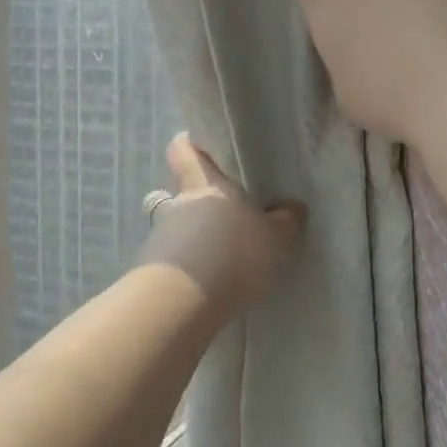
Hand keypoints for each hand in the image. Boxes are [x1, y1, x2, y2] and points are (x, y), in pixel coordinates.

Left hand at [140, 134, 304, 314]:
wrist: (182, 301)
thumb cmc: (233, 253)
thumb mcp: (275, 237)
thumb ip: (285, 221)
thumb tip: (292, 207)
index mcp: (207, 185)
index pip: (186, 151)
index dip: (190, 145)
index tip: (198, 145)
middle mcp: (178, 205)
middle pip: (183, 194)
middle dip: (202, 204)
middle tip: (228, 217)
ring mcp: (161, 239)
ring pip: (179, 229)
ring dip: (196, 239)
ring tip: (224, 260)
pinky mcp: (153, 272)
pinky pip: (176, 262)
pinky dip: (191, 270)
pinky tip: (212, 286)